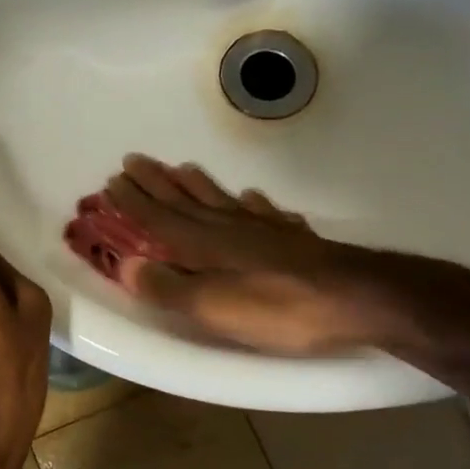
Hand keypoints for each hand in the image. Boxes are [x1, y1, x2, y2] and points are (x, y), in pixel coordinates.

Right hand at [98, 155, 469, 356]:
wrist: (358, 299)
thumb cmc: (280, 309)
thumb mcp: (215, 307)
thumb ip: (170, 287)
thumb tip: (127, 265)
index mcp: (205, 246)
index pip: (159, 220)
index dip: (133, 202)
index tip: (111, 181)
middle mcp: (230, 229)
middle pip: (185, 201)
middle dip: (156, 183)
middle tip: (134, 159)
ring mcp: (264, 230)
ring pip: (221, 200)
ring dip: (196, 184)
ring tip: (181, 167)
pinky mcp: (293, 239)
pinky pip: (264, 212)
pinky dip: (251, 203)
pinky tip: (250, 196)